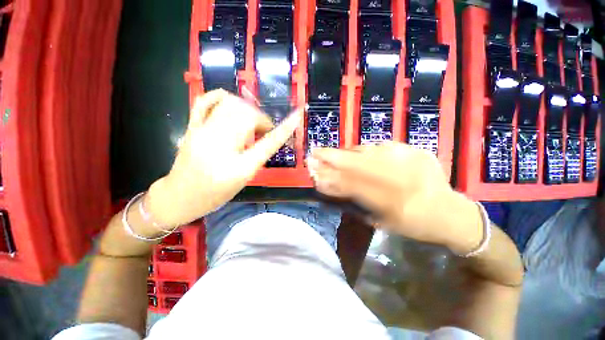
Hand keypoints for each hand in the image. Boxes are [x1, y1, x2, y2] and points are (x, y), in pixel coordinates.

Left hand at [145, 90, 301, 226]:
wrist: (180, 196)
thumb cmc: (215, 194)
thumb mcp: (244, 178)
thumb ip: (257, 156)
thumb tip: (265, 134)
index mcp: (238, 166)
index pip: (268, 142)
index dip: (285, 128)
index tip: (297, 116)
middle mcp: (220, 145)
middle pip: (248, 116)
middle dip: (261, 119)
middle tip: (262, 130)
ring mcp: (202, 133)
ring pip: (230, 104)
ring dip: (246, 109)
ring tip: (248, 122)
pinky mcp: (191, 127)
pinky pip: (205, 101)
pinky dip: (221, 96)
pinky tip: (230, 103)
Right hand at [309, 142, 482, 251]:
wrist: (450, 211)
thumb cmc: (414, 224)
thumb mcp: (383, 222)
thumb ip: (356, 203)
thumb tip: (331, 187)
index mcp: (395, 203)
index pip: (353, 186)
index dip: (330, 178)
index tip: (313, 173)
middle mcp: (401, 178)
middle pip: (357, 164)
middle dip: (332, 158)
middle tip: (314, 153)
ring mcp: (408, 159)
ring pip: (366, 152)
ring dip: (344, 153)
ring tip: (328, 153)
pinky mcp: (413, 149)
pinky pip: (379, 146)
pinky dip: (362, 150)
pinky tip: (353, 153)